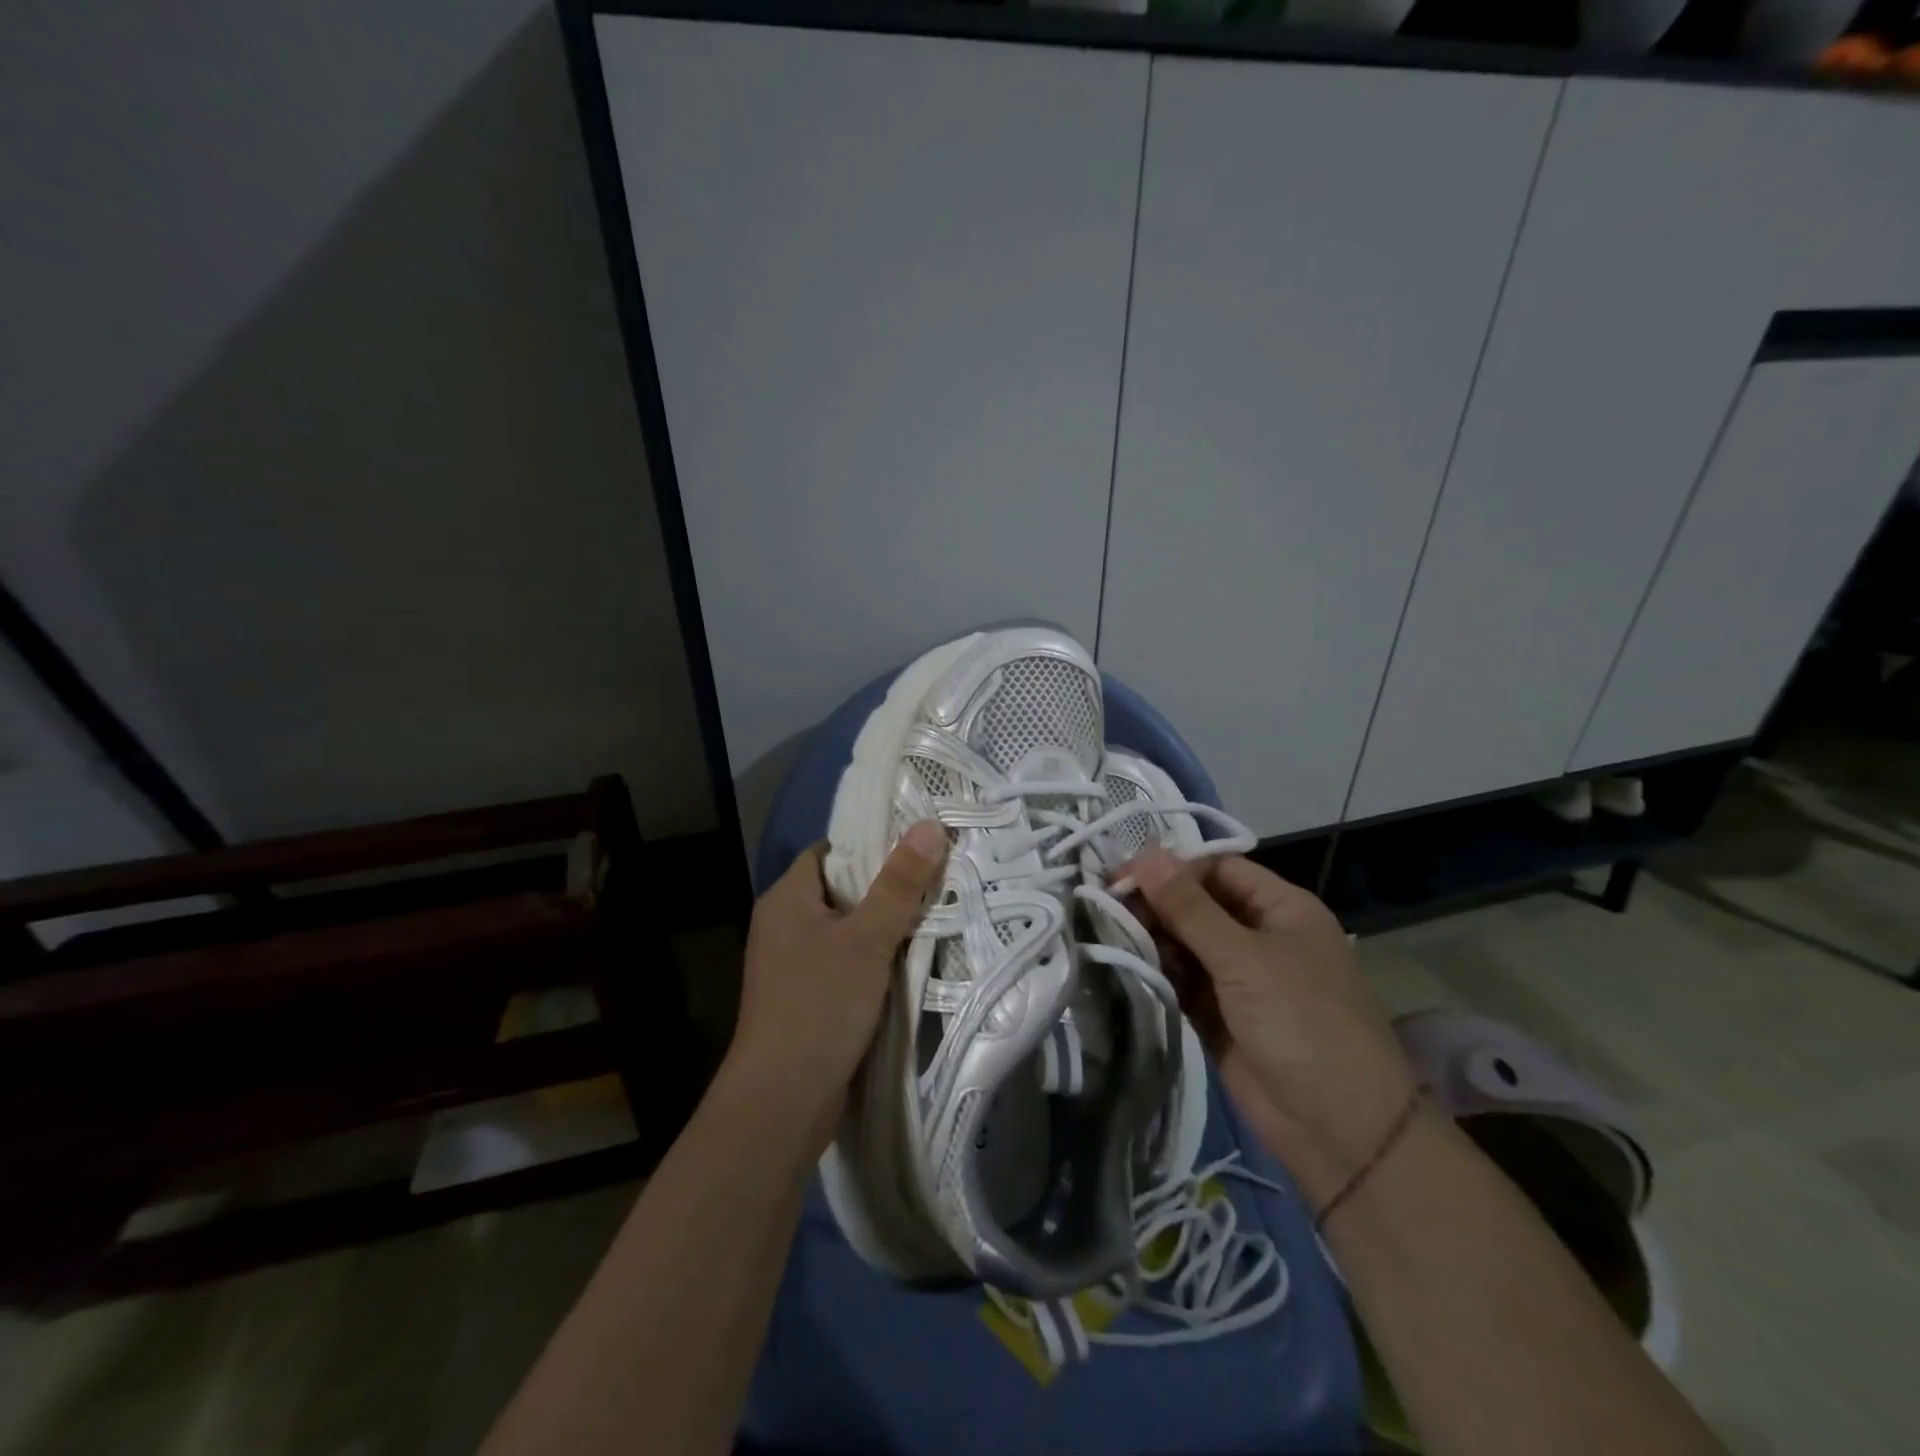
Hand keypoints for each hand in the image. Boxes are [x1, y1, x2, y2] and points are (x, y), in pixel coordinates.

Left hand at [727, 822, 947, 1149]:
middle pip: (842, 889)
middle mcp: (784, 925)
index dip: (872, 842)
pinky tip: (913, 957)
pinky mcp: (808, 998)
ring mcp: (794, 965)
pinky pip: (847, 961)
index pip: (830, 851)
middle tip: (939, 873)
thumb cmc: (819, 1006)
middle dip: (888, 884)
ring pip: (848, 929)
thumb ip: (899, 884)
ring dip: (886, 924)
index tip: (918, 840)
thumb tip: (930, 826)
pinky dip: (876, 957)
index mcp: (787, 899)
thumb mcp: (867, 940)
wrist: (781, 1102)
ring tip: (938, 908)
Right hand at [1129, 848, 1417, 1207]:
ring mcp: (1238, 978)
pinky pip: (1181, 981)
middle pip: (1196, 905)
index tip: (1121, 875)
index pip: (1217, 869)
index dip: (1171, 867)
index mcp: (1280, 909)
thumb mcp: (1244, 957)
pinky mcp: (1218, 1015)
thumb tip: (1145, 853)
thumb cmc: (1301, 1022)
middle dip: (1155, 904)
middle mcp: (1258, 936)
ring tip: (1110, 937)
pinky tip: (1125, 966)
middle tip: (1106, 909)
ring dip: (1151, 939)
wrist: (1339, 1131)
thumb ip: (1189, 907)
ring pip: (1184, 943)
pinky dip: (1157, 973)